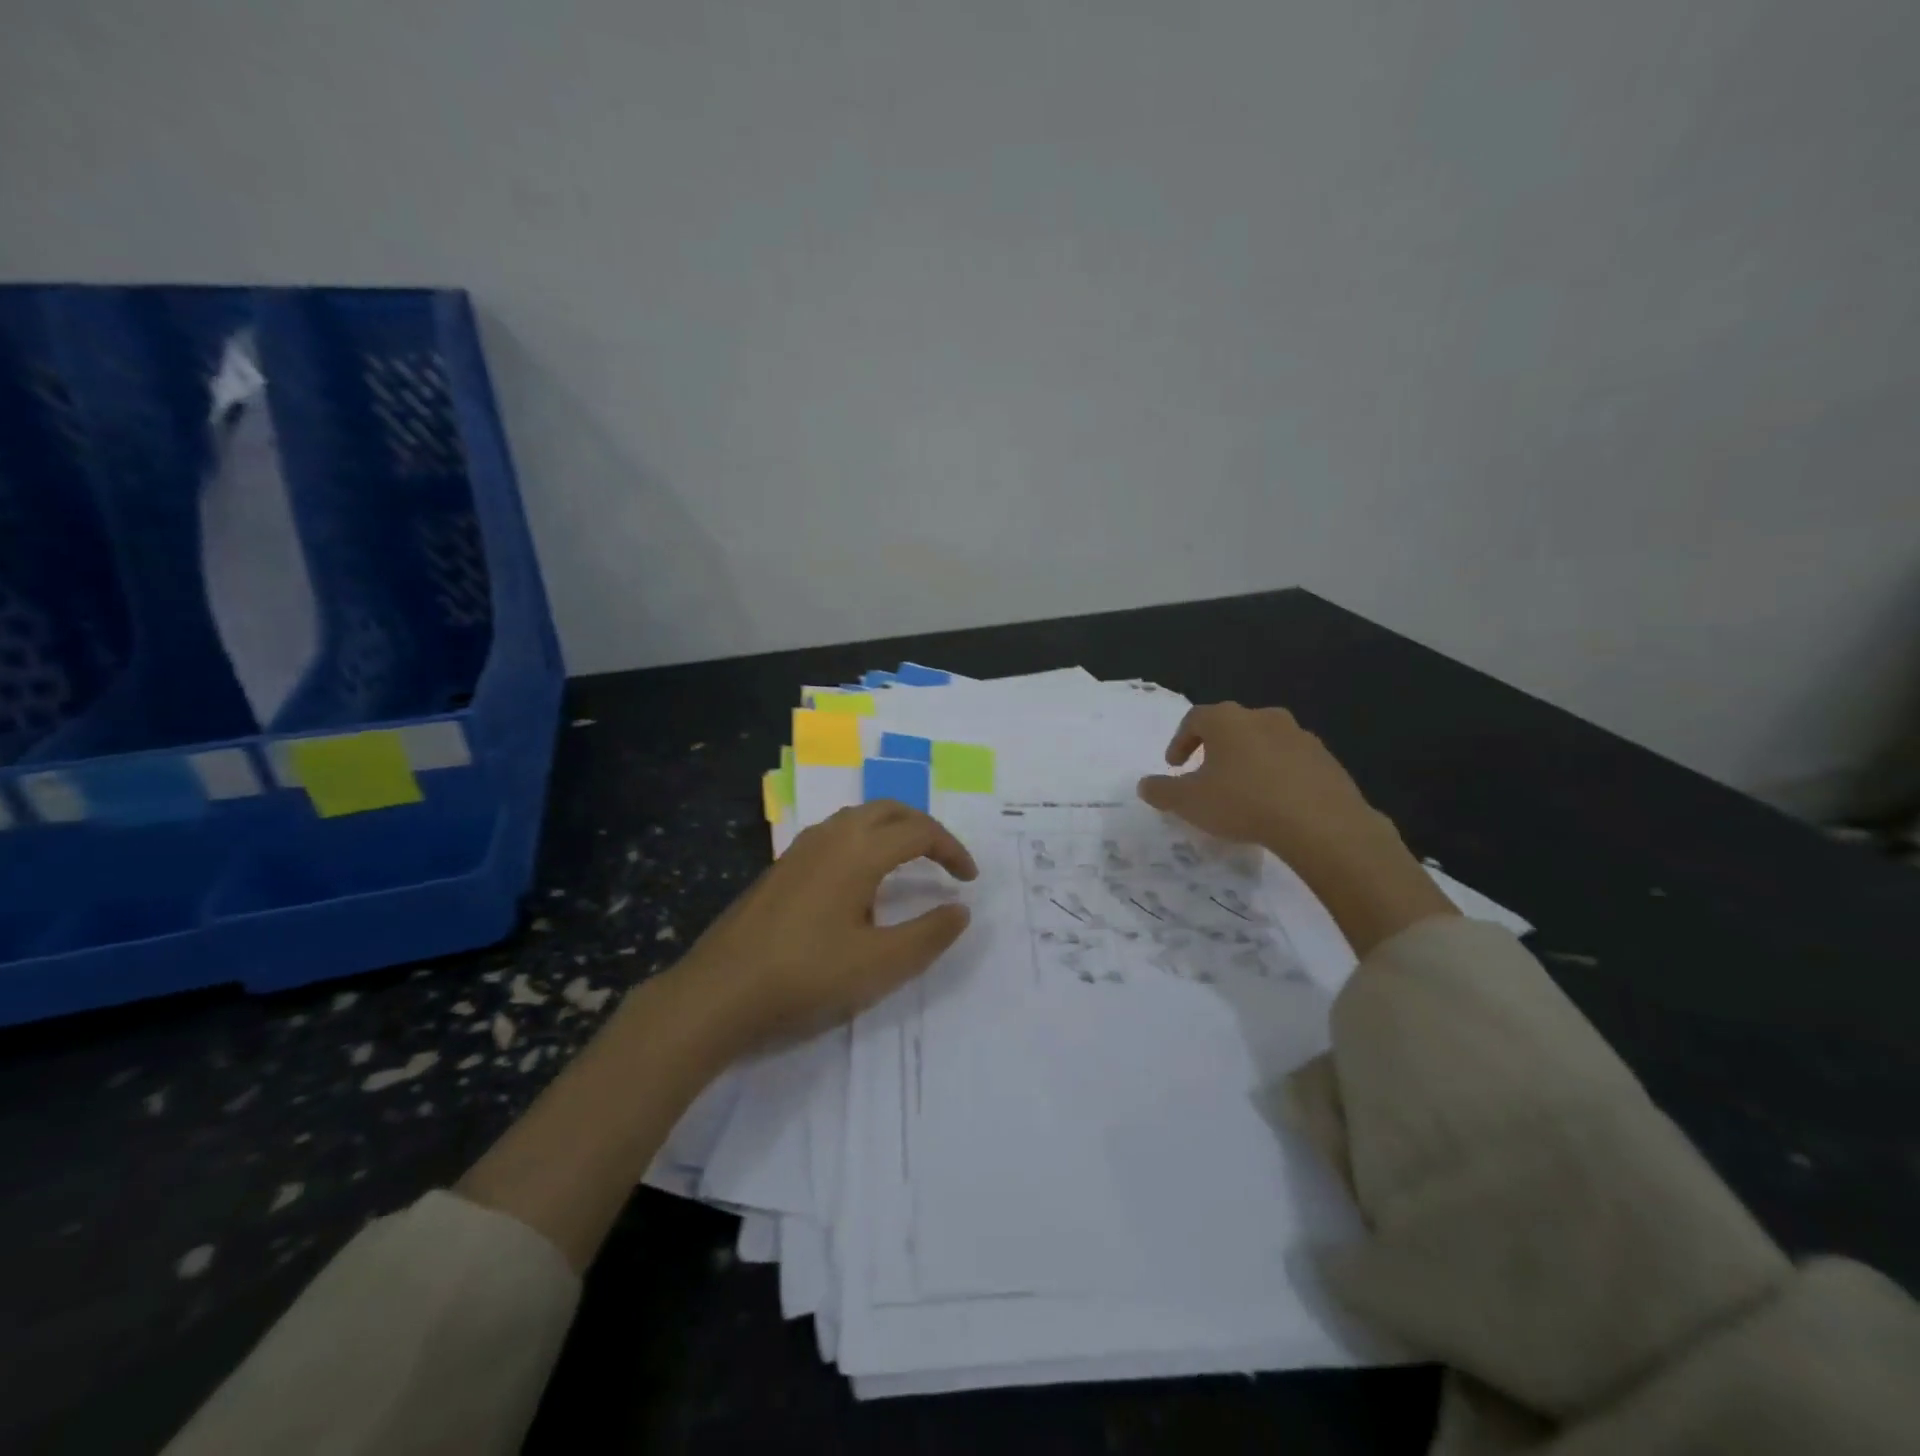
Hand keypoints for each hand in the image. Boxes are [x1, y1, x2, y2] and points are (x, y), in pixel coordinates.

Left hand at [669, 801, 977, 1054]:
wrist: (719, 992)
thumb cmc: (806, 976)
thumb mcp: (879, 964)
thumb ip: (928, 934)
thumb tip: (961, 909)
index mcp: (858, 850)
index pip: (919, 831)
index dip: (952, 850)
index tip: (969, 880)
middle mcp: (831, 836)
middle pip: (889, 810)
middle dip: (924, 829)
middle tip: (945, 860)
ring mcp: (801, 848)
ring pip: (859, 818)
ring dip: (892, 831)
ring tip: (909, 864)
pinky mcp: (782, 866)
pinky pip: (836, 834)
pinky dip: (864, 841)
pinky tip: (860, 883)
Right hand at [1137, 703, 1454, 956]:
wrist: (1321, 824)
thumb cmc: (1243, 803)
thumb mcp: (1189, 802)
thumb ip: (1162, 791)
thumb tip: (1145, 785)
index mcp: (1228, 720)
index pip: (1195, 719)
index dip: (1180, 741)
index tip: (1175, 766)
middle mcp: (1264, 717)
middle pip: (1231, 726)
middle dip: (1215, 748)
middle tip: (1206, 775)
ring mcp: (1300, 736)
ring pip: (1264, 742)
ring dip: (1249, 761)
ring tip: (1242, 791)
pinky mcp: (1326, 759)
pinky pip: (1292, 762)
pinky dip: (1278, 775)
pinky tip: (1275, 803)